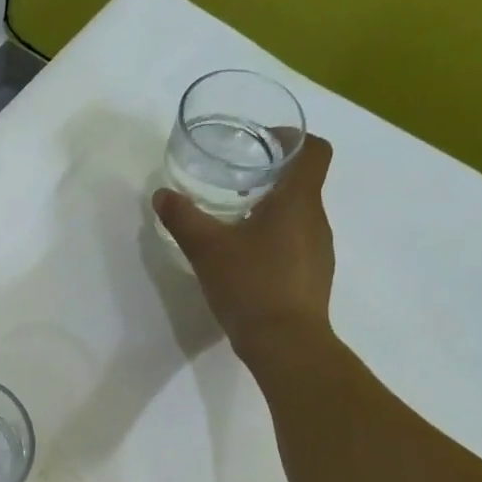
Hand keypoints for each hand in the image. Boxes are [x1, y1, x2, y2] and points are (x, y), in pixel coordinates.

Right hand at [154, 133, 336, 361]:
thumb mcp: (207, 249)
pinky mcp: (314, 277)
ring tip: (237, 224)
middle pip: (303, 183)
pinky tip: (247, 262)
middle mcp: (316, 220)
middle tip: (236, 184)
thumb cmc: (251, 285)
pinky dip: (275, 243)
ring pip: (299, 217)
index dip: (293, 138)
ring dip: (273, 213)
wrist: (285, 343)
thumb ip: (183, 218)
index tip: (264, 142)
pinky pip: (297, 246)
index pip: (314, 150)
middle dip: (272, 178)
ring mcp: (319, 251)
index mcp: (298, 201)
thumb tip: (162, 195)